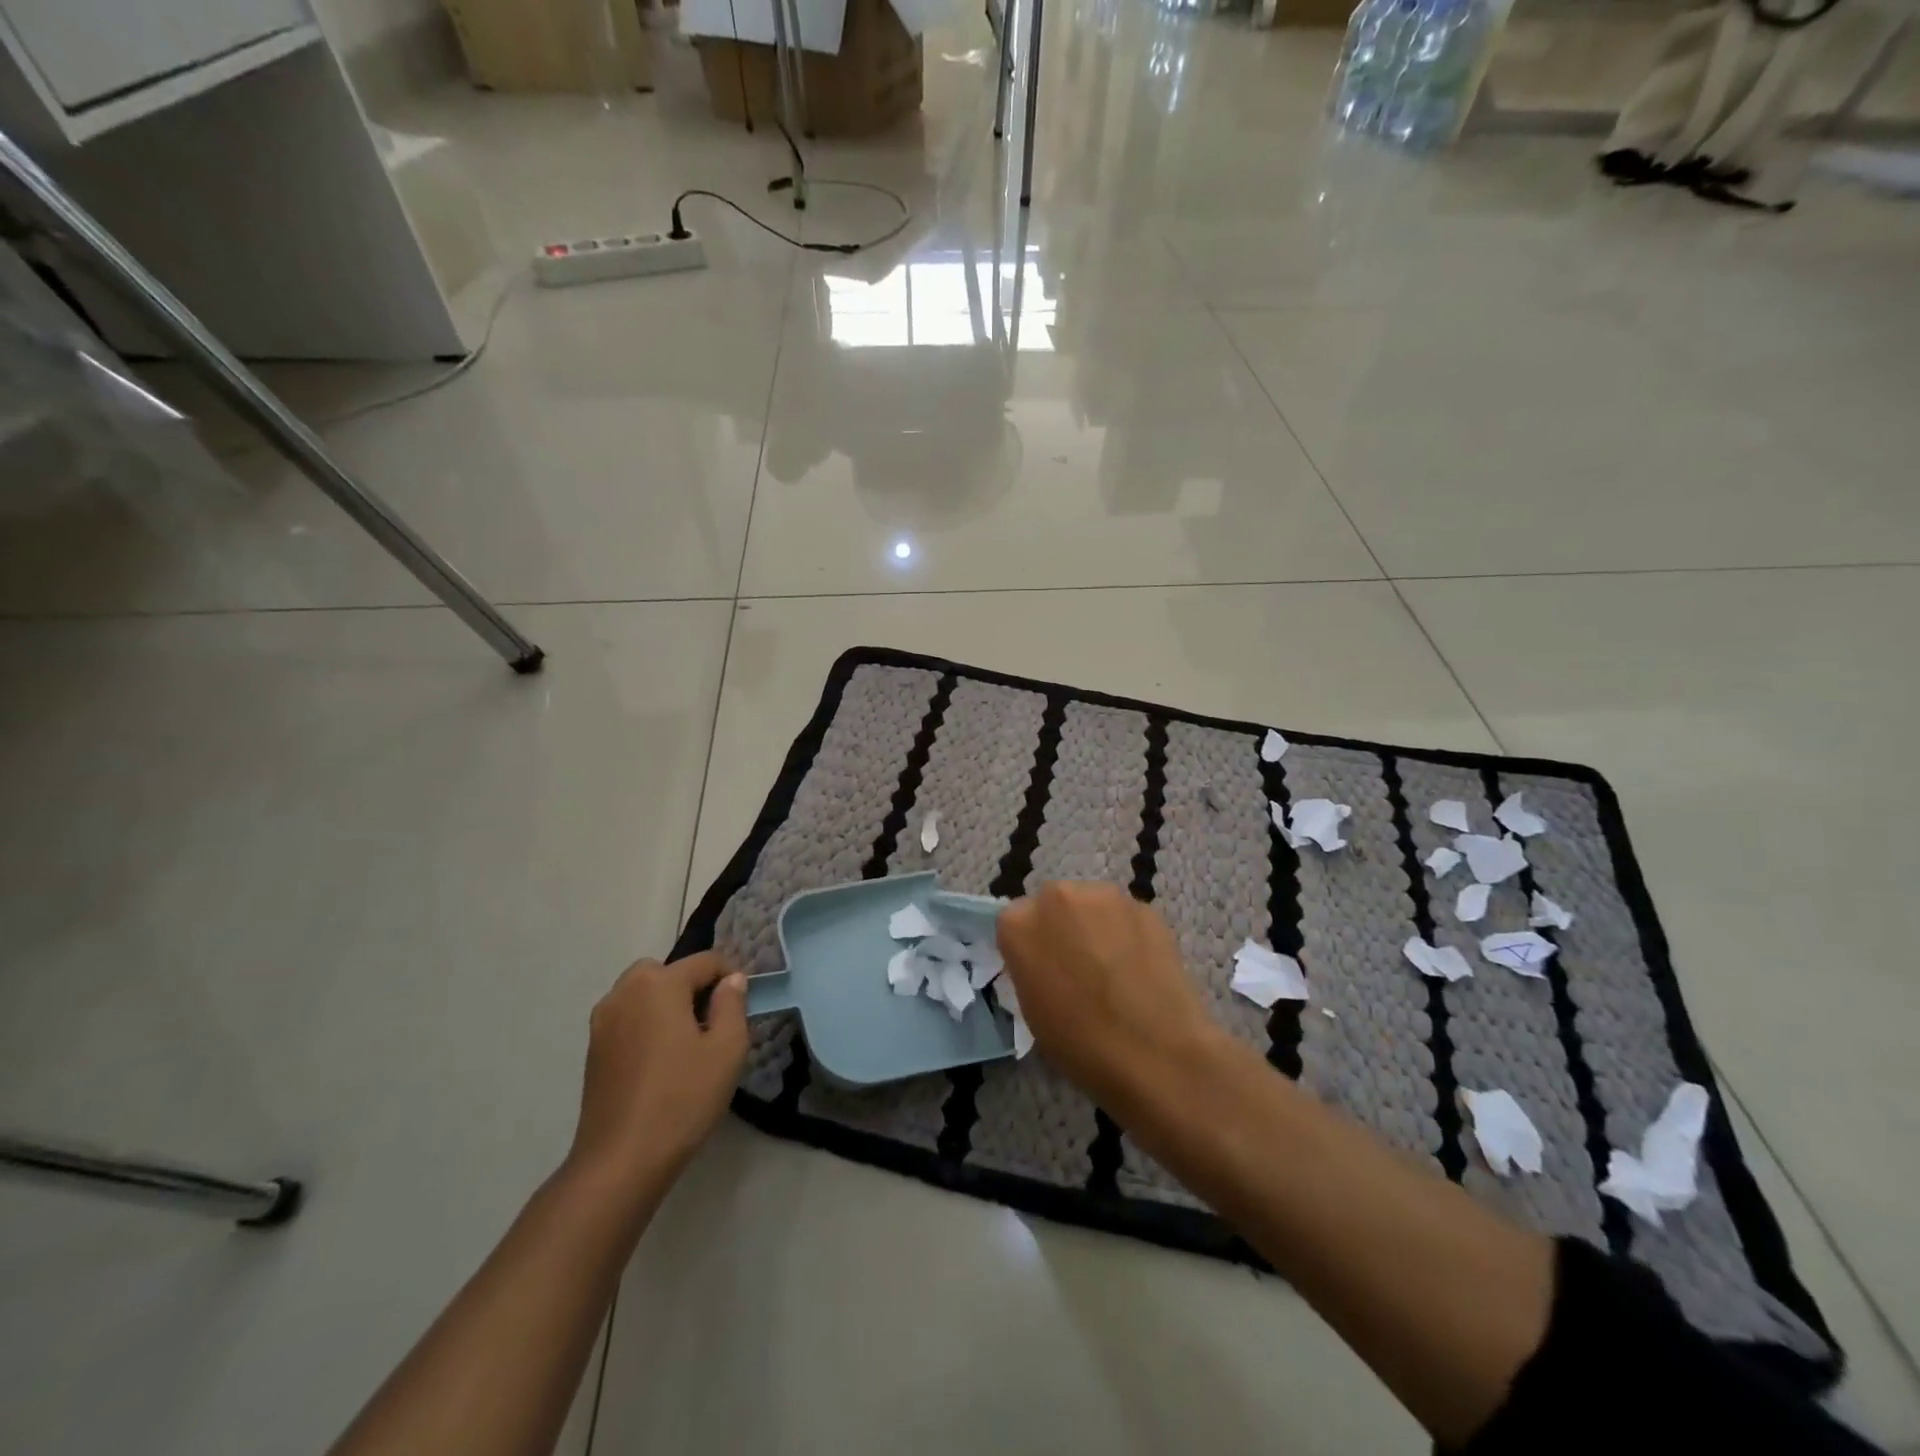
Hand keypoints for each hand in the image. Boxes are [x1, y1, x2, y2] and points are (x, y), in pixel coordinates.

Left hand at [567, 952, 747, 1186]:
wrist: (620, 1162)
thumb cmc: (681, 1099)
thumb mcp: (727, 1049)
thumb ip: (733, 1004)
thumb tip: (732, 980)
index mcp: (659, 983)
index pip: (706, 961)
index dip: (731, 977)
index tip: (744, 1006)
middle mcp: (625, 991)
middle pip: (668, 971)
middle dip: (693, 987)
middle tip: (713, 1023)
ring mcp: (603, 1020)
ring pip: (644, 993)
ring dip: (667, 1004)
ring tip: (688, 1042)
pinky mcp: (593, 1048)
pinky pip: (628, 1017)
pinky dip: (647, 1024)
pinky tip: (661, 1061)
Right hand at [996, 882, 1225, 1115]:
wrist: (1156, 1055)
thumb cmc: (1080, 1044)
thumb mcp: (1032, 1009)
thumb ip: (1031, 967)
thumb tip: (1048, 961)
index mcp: (1018, 923)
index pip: (1016, 922)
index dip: (1031, 946)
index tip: (1044, 970)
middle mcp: (1057, 896)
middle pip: (1055, 903)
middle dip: (1063, 927)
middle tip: (1079, 966)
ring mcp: (1105, 897)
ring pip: (1092, 906)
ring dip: (1097, 926)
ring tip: (1115, 968)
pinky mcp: (1145, 906)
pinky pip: (1126, 916)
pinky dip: (1129, 934)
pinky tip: (1141, 969)